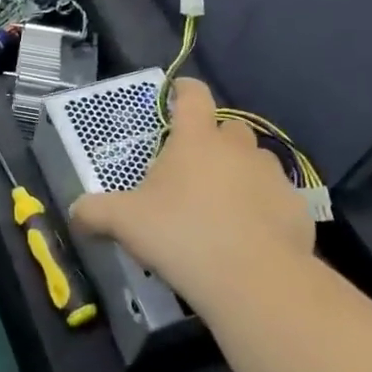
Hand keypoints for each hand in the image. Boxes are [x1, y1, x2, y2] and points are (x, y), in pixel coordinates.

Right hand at [70, 79, 310, 312]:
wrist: (255, 281)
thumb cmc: (182, 235)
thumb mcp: (125, 222)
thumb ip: (95, 212)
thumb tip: (73, 212)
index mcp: (196, 139)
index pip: (193, 95)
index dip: (184, 91)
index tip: (176, 97)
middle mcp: (237, 147)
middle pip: (229, 127)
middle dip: (214, 140)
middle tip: (195, 167)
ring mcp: (272, 177)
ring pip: (257, 161)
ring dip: (242, 172)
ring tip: (225, 203)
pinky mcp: (297, 209)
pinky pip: (278, 198)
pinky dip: (266, 207)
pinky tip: (252, 235)